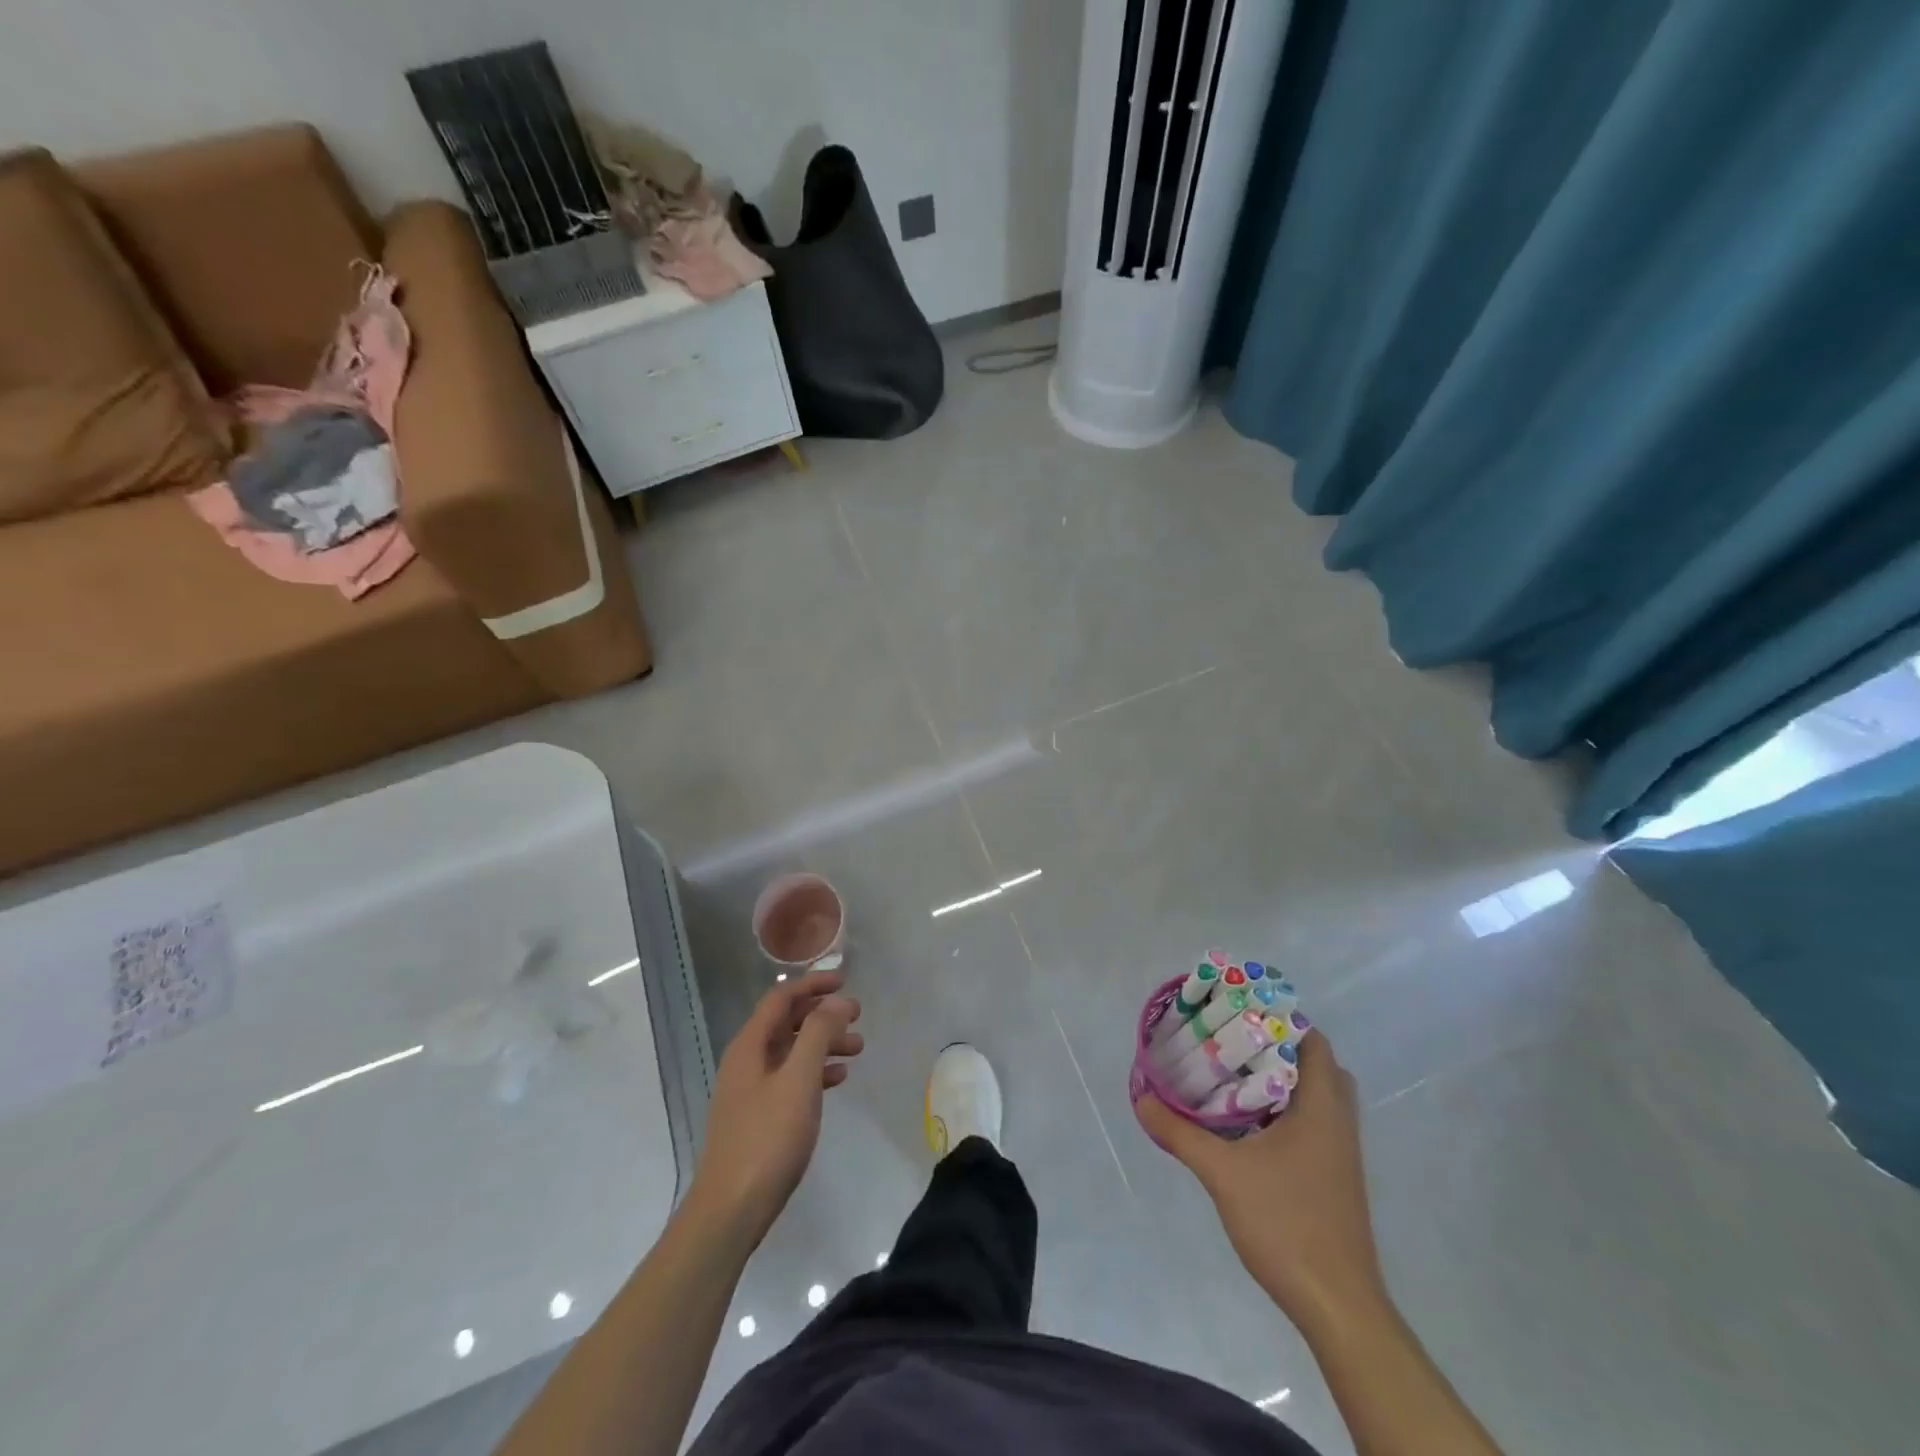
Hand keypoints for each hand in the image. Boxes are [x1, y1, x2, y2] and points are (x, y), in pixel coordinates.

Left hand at [689, 969, 862, 1243]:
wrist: (731, 1210)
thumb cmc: (767, 1138)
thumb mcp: (799, 1080)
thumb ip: (818, 1034)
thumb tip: (836, 1001)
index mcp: (750, 1045)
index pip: (781, 997)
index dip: (812, 984)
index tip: (845, 982)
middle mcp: (746, 1061)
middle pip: (787, 1022)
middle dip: (823, 1014)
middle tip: (858, 1016)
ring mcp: (751, 1090)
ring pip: (792, 1051)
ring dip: (824, 1043)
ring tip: (858, 1048)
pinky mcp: (758, 1117)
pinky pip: (791, 1079)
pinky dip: (815, 1071)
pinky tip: (838, 1080)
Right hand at [1137, 1033, 1385, 1335]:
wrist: (1337, 1305)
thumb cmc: (1286, 1224)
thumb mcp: (1223, 1173)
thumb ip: (1180, 1132)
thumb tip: (1141, 1097)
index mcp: (1321, 1108)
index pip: (1313, 1042)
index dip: (1281, 1019)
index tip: (1239, 1012)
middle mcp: (1339, 1123)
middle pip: (1318, 1065)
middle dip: (1279, 1048)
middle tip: (1234, 1041)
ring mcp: (1341, 1154)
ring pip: (1318, 1097)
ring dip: (1284, 1081)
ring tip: (1235, 1074)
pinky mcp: (1336, 1178)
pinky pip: (1315, 1123)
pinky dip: (1287, 1110)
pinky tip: (1249, 1124)